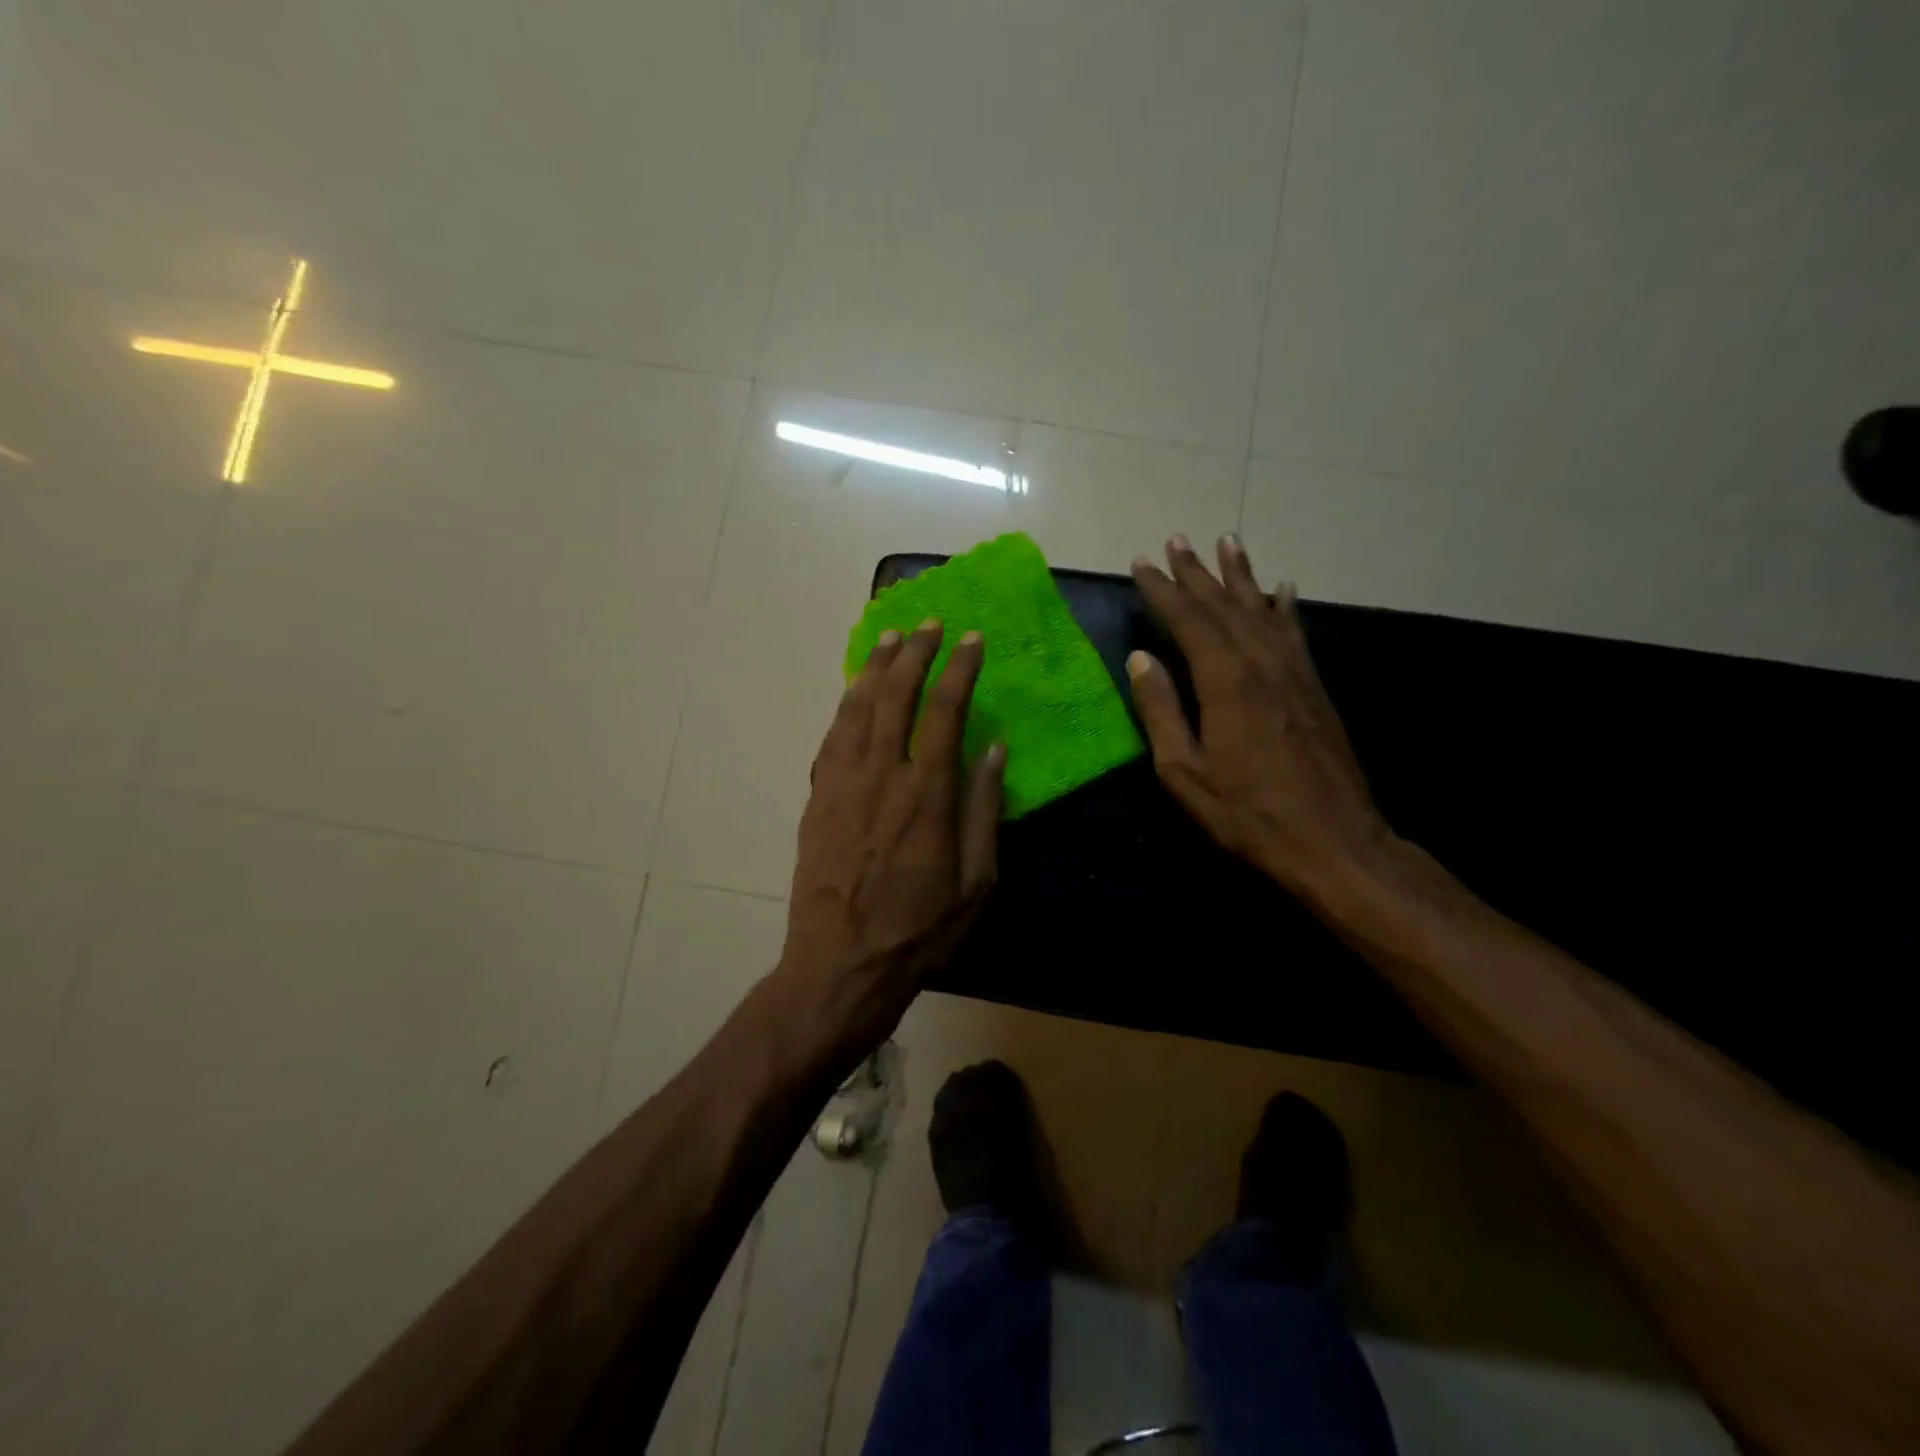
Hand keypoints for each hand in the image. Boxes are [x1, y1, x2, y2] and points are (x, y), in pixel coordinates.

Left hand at [779, 619, 1005, 1048]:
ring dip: (874, 667)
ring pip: (857, 708)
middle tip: (928, 624)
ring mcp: (841, 783)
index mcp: (928, 794)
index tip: (972, 640)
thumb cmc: (919, 930)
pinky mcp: (817, 798)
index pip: (944, 710)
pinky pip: (831, 736)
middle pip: (896, 695)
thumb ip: (985, 810)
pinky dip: (845, 705)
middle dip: (914, 652)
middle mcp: (882, 775)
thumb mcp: (975, 882)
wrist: (840, 964)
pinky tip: (853, 692)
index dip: (959, 669)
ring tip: (889, 637)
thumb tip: (993, 750)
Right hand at [1127, 535, 1393, 901]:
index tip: (1142, 563)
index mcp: (1226, 682)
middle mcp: (1262, 663)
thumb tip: (1141, 659)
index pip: (1188, 620)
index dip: (1163, 590)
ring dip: (1240, 575)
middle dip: (1197, 572)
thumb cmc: (1247, 813)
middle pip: (1224, 605)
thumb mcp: (1184, 772)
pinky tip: (1282, 589)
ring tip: (1226, 542)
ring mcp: (1294, 672)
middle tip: (1176, 540)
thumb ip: (1161, 711)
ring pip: (1262, 609)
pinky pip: (1295, 632)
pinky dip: (1284, 606)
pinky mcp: (1315, 687)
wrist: (1333, 840)